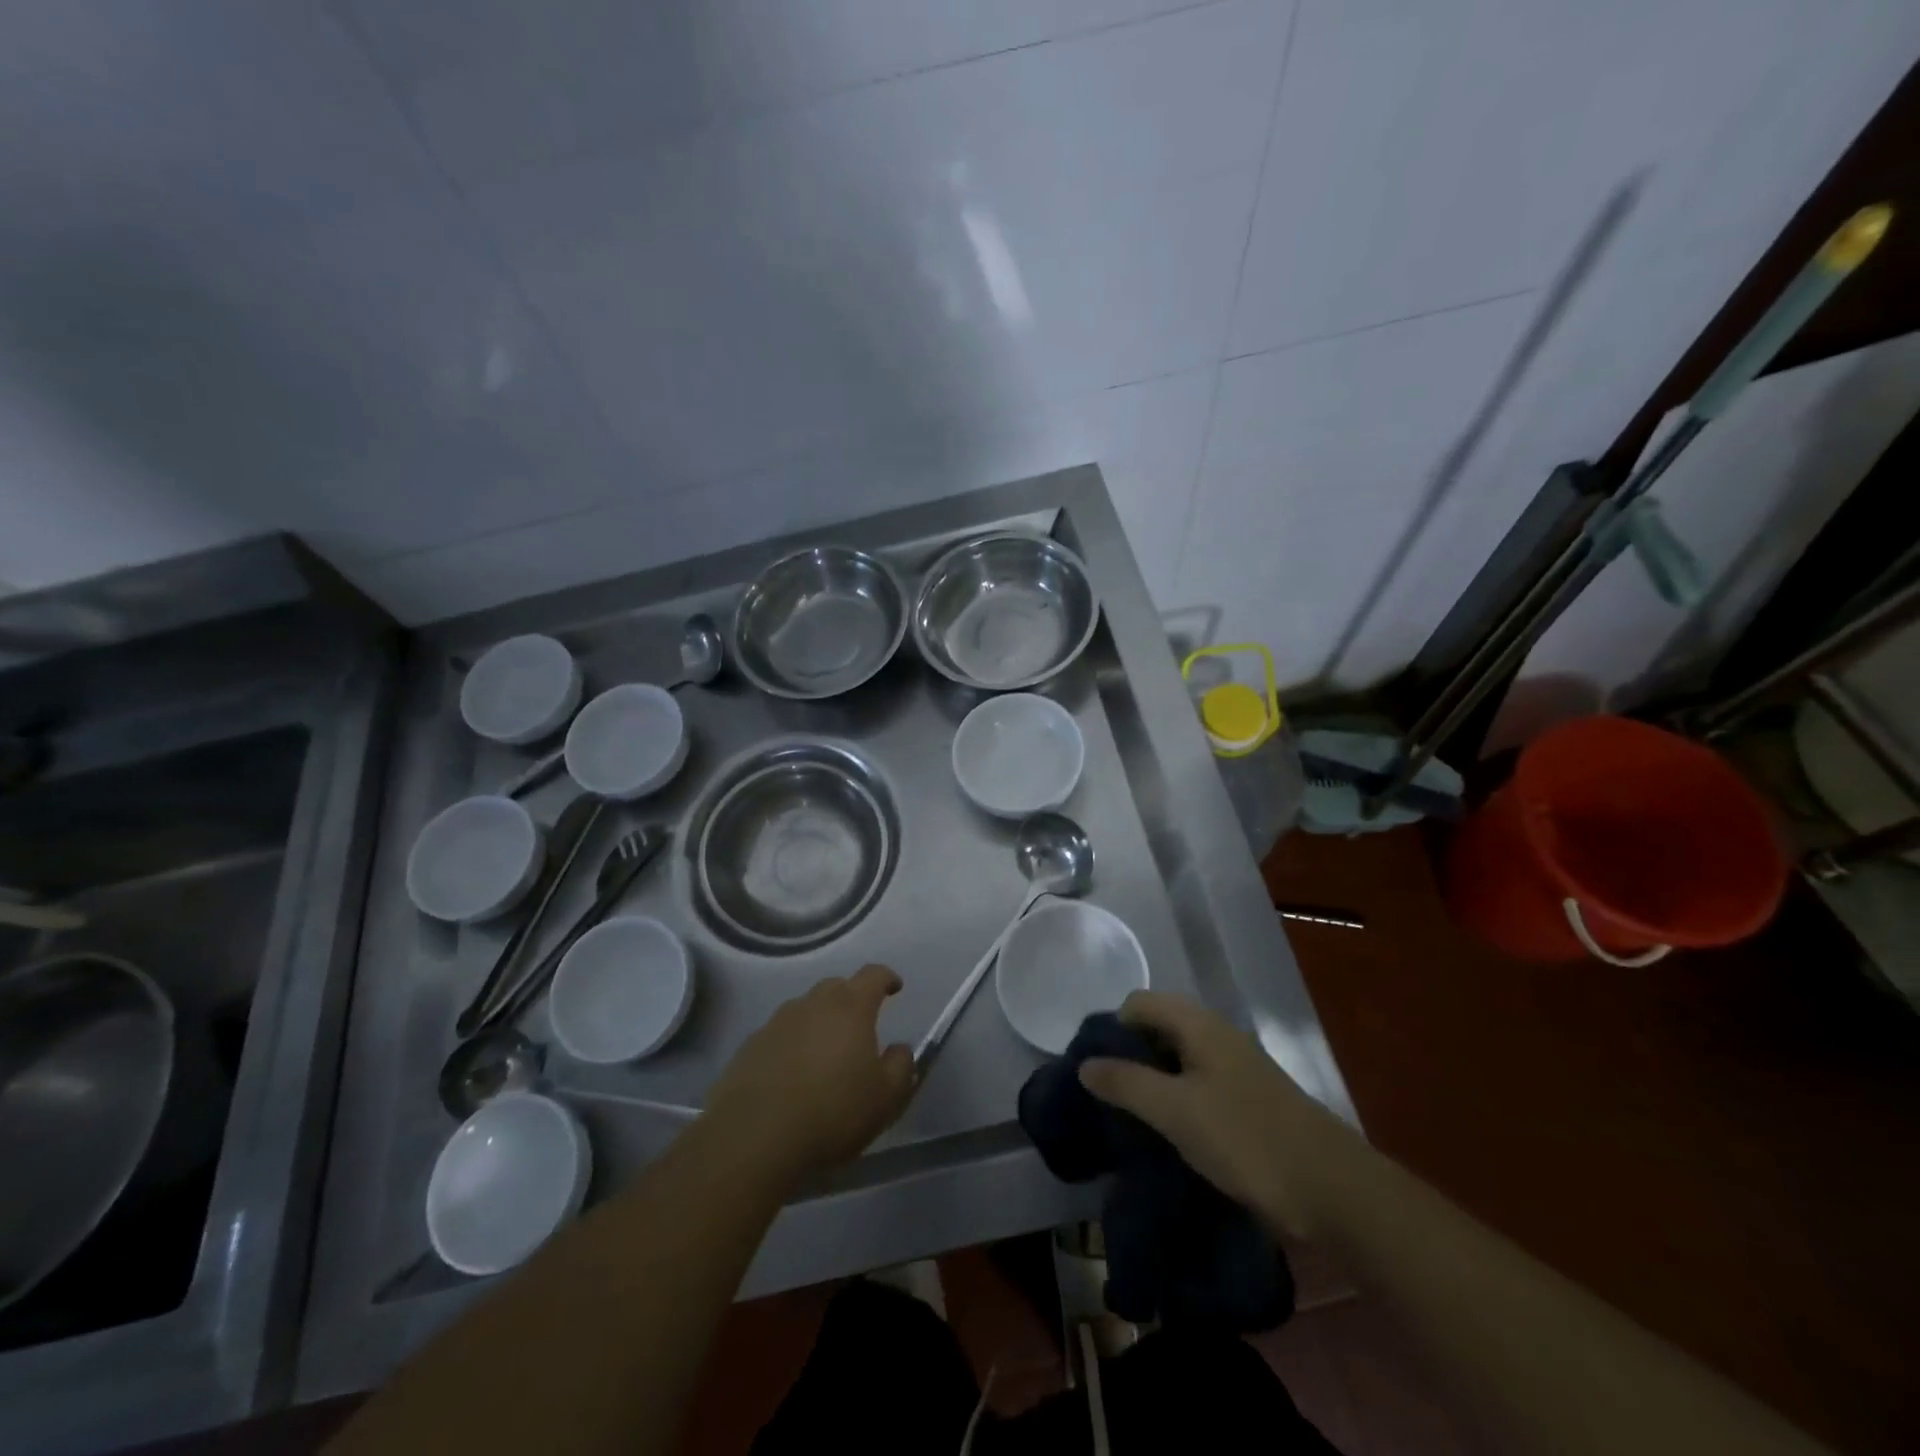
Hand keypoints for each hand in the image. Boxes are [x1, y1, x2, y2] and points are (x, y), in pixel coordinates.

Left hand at [703, 964, 914, 1186]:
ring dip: (818, 1021)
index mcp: (850, 1007)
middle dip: (851, 998)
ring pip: (805, 1009)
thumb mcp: (886, 1098)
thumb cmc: (833, 1111)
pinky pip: (779, 1035)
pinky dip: (791, 1044)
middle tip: (859, 1025)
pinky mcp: (750, 1046)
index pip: (873, 975)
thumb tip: (899, 1048)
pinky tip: (792, 1074)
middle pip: (836, 987)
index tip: (895, 987)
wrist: (756, 1137)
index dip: (886, 978)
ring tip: (824, 1053)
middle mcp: (812, 1004)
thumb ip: (900, 1066)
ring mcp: (777, 1022)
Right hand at [1077, 991, 1337, 1238]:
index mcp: (1198, 1024)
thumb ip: (1126, 1083)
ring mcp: (1235, 1069)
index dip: (1111, 1029)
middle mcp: (1216, 1036)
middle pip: (1157, 1029)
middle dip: (1128, 1056)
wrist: (1331, 1190)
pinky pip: (1197, 1087)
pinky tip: (1167, 1134)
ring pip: (1177, 1060)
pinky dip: (1175, 1101)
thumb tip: (1085, 1064)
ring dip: (1151, 1082)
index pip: (1138, 1004)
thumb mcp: (1175, 1111)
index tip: (1095, 1070)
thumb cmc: (1246, 1139)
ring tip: (1130, 1118)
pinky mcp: (1248, 1102)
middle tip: (1107, 1096)